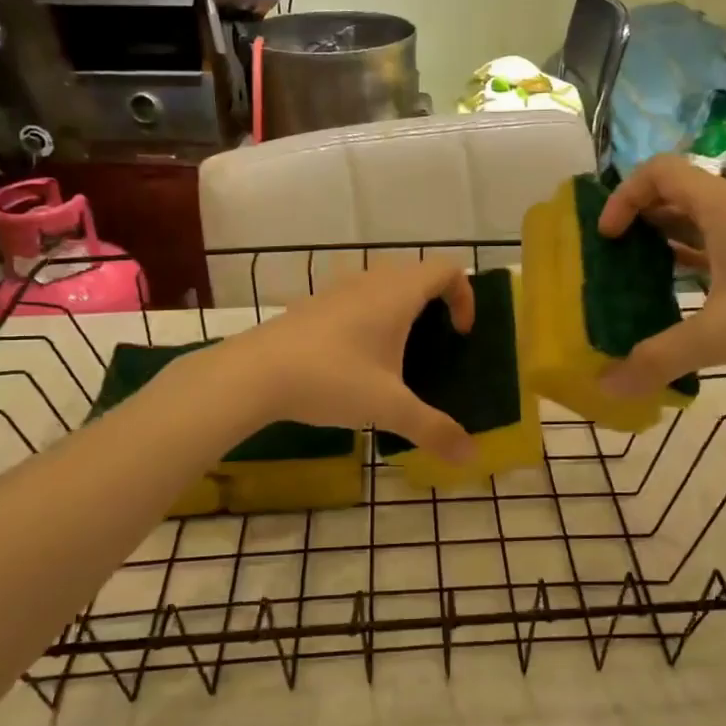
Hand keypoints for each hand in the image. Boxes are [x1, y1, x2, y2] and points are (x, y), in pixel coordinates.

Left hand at [206, 262, 478, 462]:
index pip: (446, 270)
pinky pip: (356, 298)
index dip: (465, 296)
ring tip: (399, 351)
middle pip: (417, 273)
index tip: (461, 335)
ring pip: (383, 284)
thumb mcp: (389, 407)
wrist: (254, 373)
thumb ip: (433, 429)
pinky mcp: (312, 305)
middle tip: (437, 342)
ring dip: (401, 308)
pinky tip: (357, 359)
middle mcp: (370, 281)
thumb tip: (471, 456)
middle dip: (436, 302)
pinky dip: (371, 316)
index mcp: (397, 293)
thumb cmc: (332, 379)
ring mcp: (337, 290)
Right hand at [597, 155, 725, 393]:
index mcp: (724, 207)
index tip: (607, 238)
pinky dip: (696, 264)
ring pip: (702, 224)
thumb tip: (605, 387)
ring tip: (639, 279)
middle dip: (638, 221)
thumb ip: (658, 359)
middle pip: (677, 196)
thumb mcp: (721, 336)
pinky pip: (724, 249)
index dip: (622, 197)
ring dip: (666, 244)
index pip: (659, 172)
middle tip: (612, 259)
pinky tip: (685, 299)